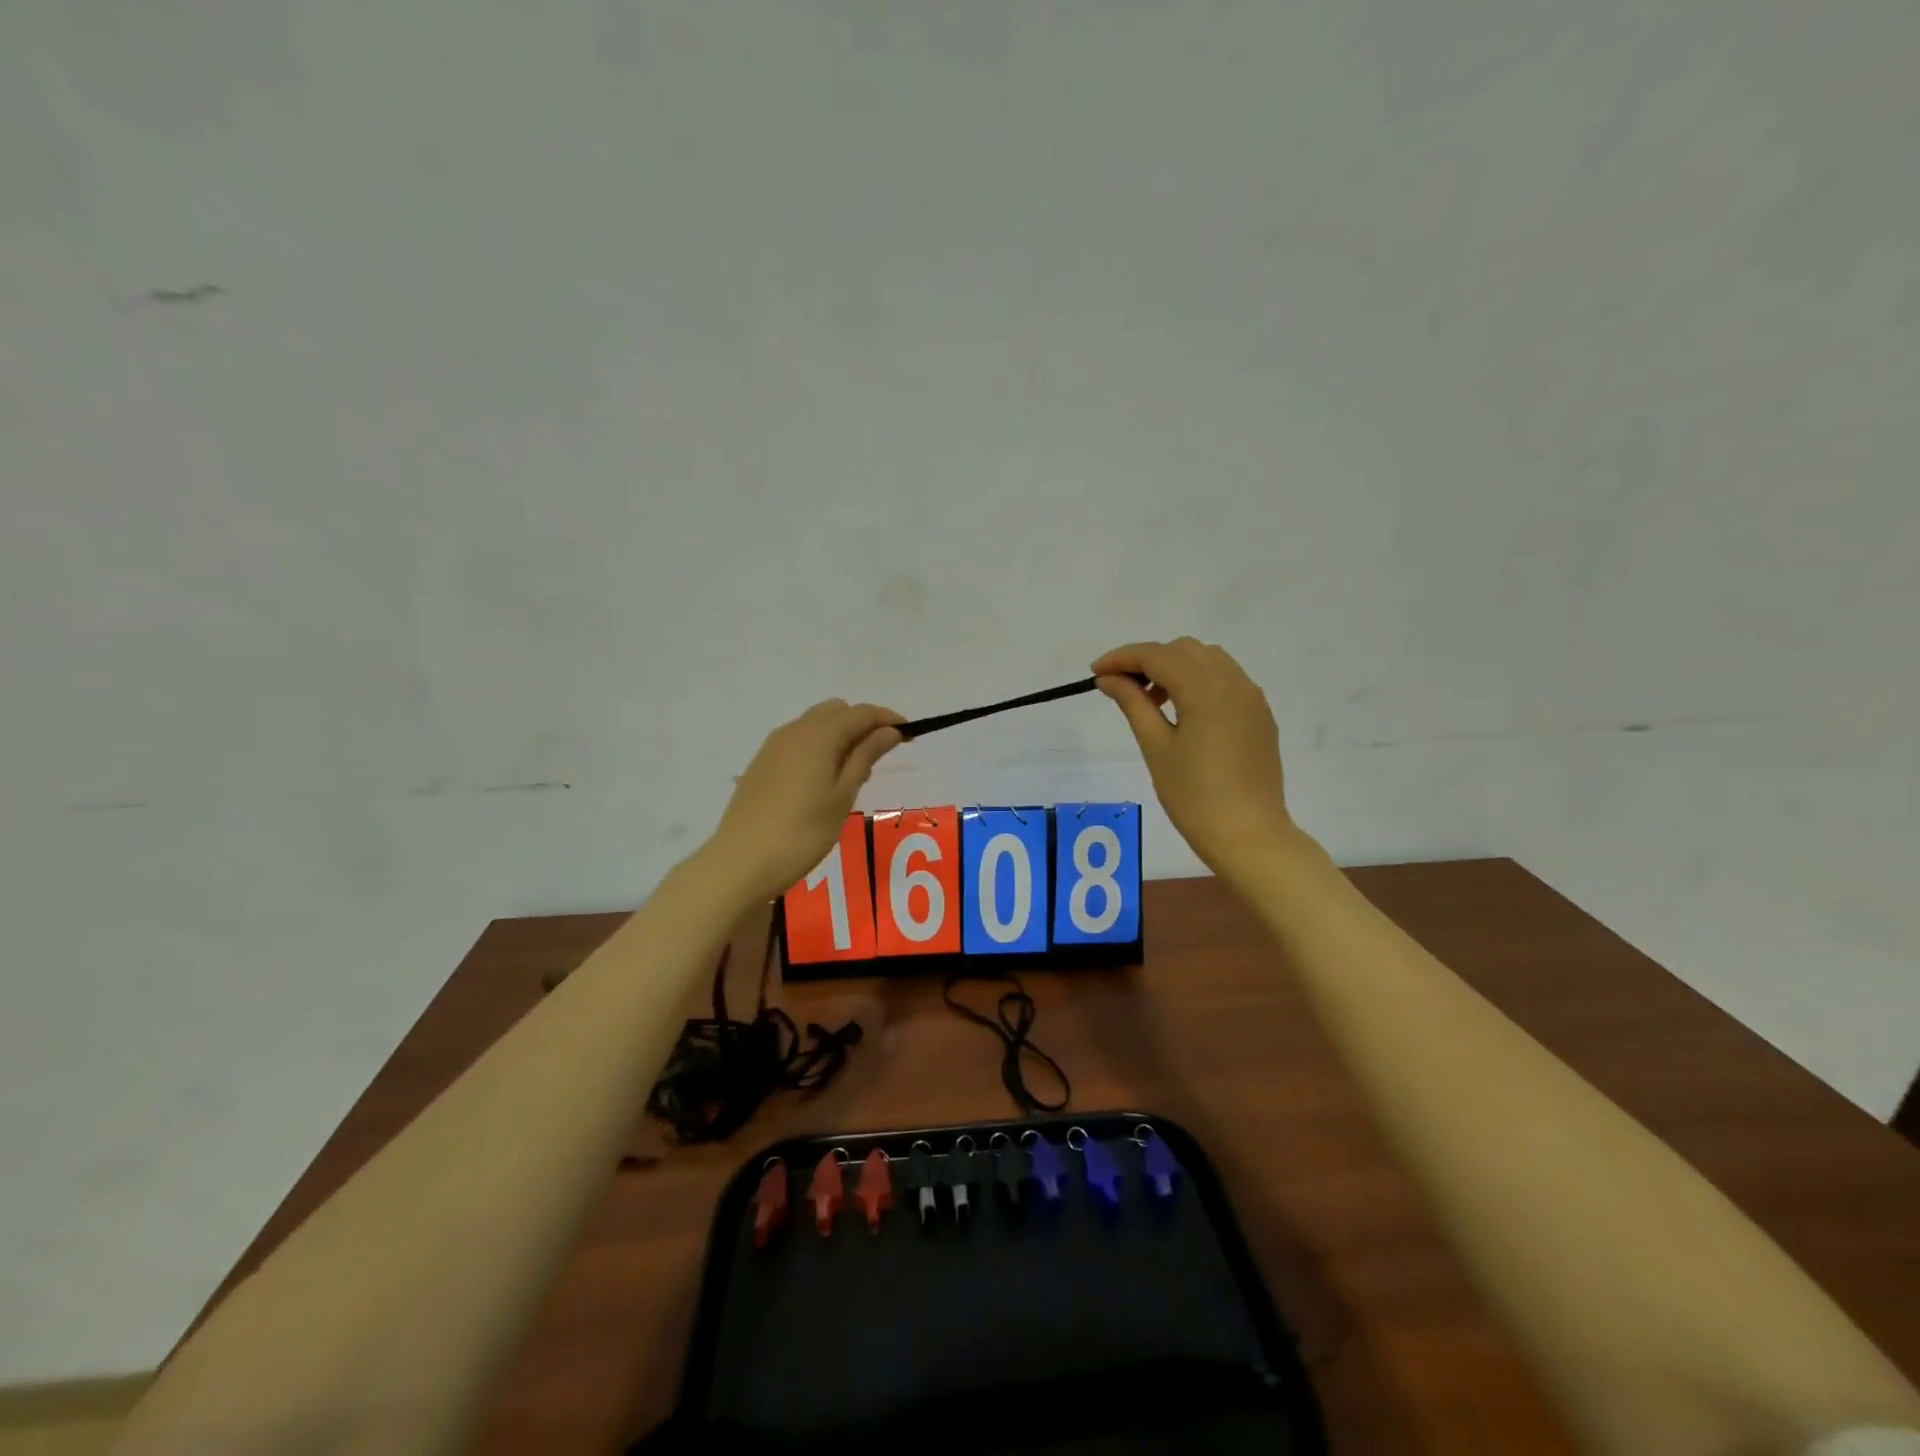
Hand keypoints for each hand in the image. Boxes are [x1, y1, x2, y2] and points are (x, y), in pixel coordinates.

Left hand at [708, 700, 904, 900]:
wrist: (741, 862)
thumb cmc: (802, 832)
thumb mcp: (843, 795)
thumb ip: (866, 756)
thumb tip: (889, 730)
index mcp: (819, 735)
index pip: (861, 713)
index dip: (887, 719)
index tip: (910, 734)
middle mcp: (795, 730)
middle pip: (836, 711)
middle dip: (862, 724)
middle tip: (880, 757)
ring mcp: (773, 746)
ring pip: (815, 724)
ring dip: (840, 735)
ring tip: (854, 773)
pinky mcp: (761, 764)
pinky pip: (798, 741)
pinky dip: (819, 747)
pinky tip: (823, 780)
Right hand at [1092, 639, 1305, 884]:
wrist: (1249, 835)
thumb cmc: (1194, 796)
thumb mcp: (1156, 747)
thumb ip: (1132, 703)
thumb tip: (1108, 679)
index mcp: (1205, 688)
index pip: (1156, 655)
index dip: (1122, 658)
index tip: (1095, 673)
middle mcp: (1233, 681)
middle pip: (1183, 650)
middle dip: (1149, 660)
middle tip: (1122, 690)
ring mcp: (1251, 697)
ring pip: (1208, 660)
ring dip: (1175, 668)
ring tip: (1153, 702)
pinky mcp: (1259, 715)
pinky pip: (1226, 680)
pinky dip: (1199, 682)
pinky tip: (1183, 714)